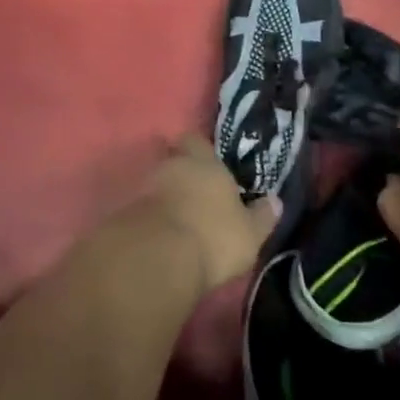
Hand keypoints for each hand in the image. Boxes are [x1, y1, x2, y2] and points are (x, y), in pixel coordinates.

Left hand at [126, 137, 279, 292]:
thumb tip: (275, 201)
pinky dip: (148, 214)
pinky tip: (158, 231)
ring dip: (162, 193)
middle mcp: (171, 166)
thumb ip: (262, 216)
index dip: (200, 149)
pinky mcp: (124, 212)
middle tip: (193, 189)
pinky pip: (140, 206)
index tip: (207, 162)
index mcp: (204, 163)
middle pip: (171, 157)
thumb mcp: (250, 233)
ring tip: (175, 213)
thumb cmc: (214, 238)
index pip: (197, 140)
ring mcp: (144, 187)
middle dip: (179, 169)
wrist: (157, 259)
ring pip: (154, 181)